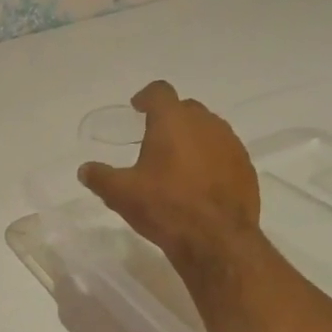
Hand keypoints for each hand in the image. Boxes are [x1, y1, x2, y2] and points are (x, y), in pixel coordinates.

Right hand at [77, 81, 260, 269]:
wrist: (216, 239)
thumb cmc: (165, 207)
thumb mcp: (121, 194)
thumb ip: (100, 177)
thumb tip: (85, 169)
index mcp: (173, 121)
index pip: (160, 92)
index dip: (146, 97)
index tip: (137, 108)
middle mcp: (206, 124)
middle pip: (186, 109)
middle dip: (170, 119)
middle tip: (154, 140)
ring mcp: (231, 144)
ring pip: (209, 130)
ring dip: (192, 139)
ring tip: (178, 163)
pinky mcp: (246, 168)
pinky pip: (224, 153)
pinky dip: (210, 159)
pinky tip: (200, 183)